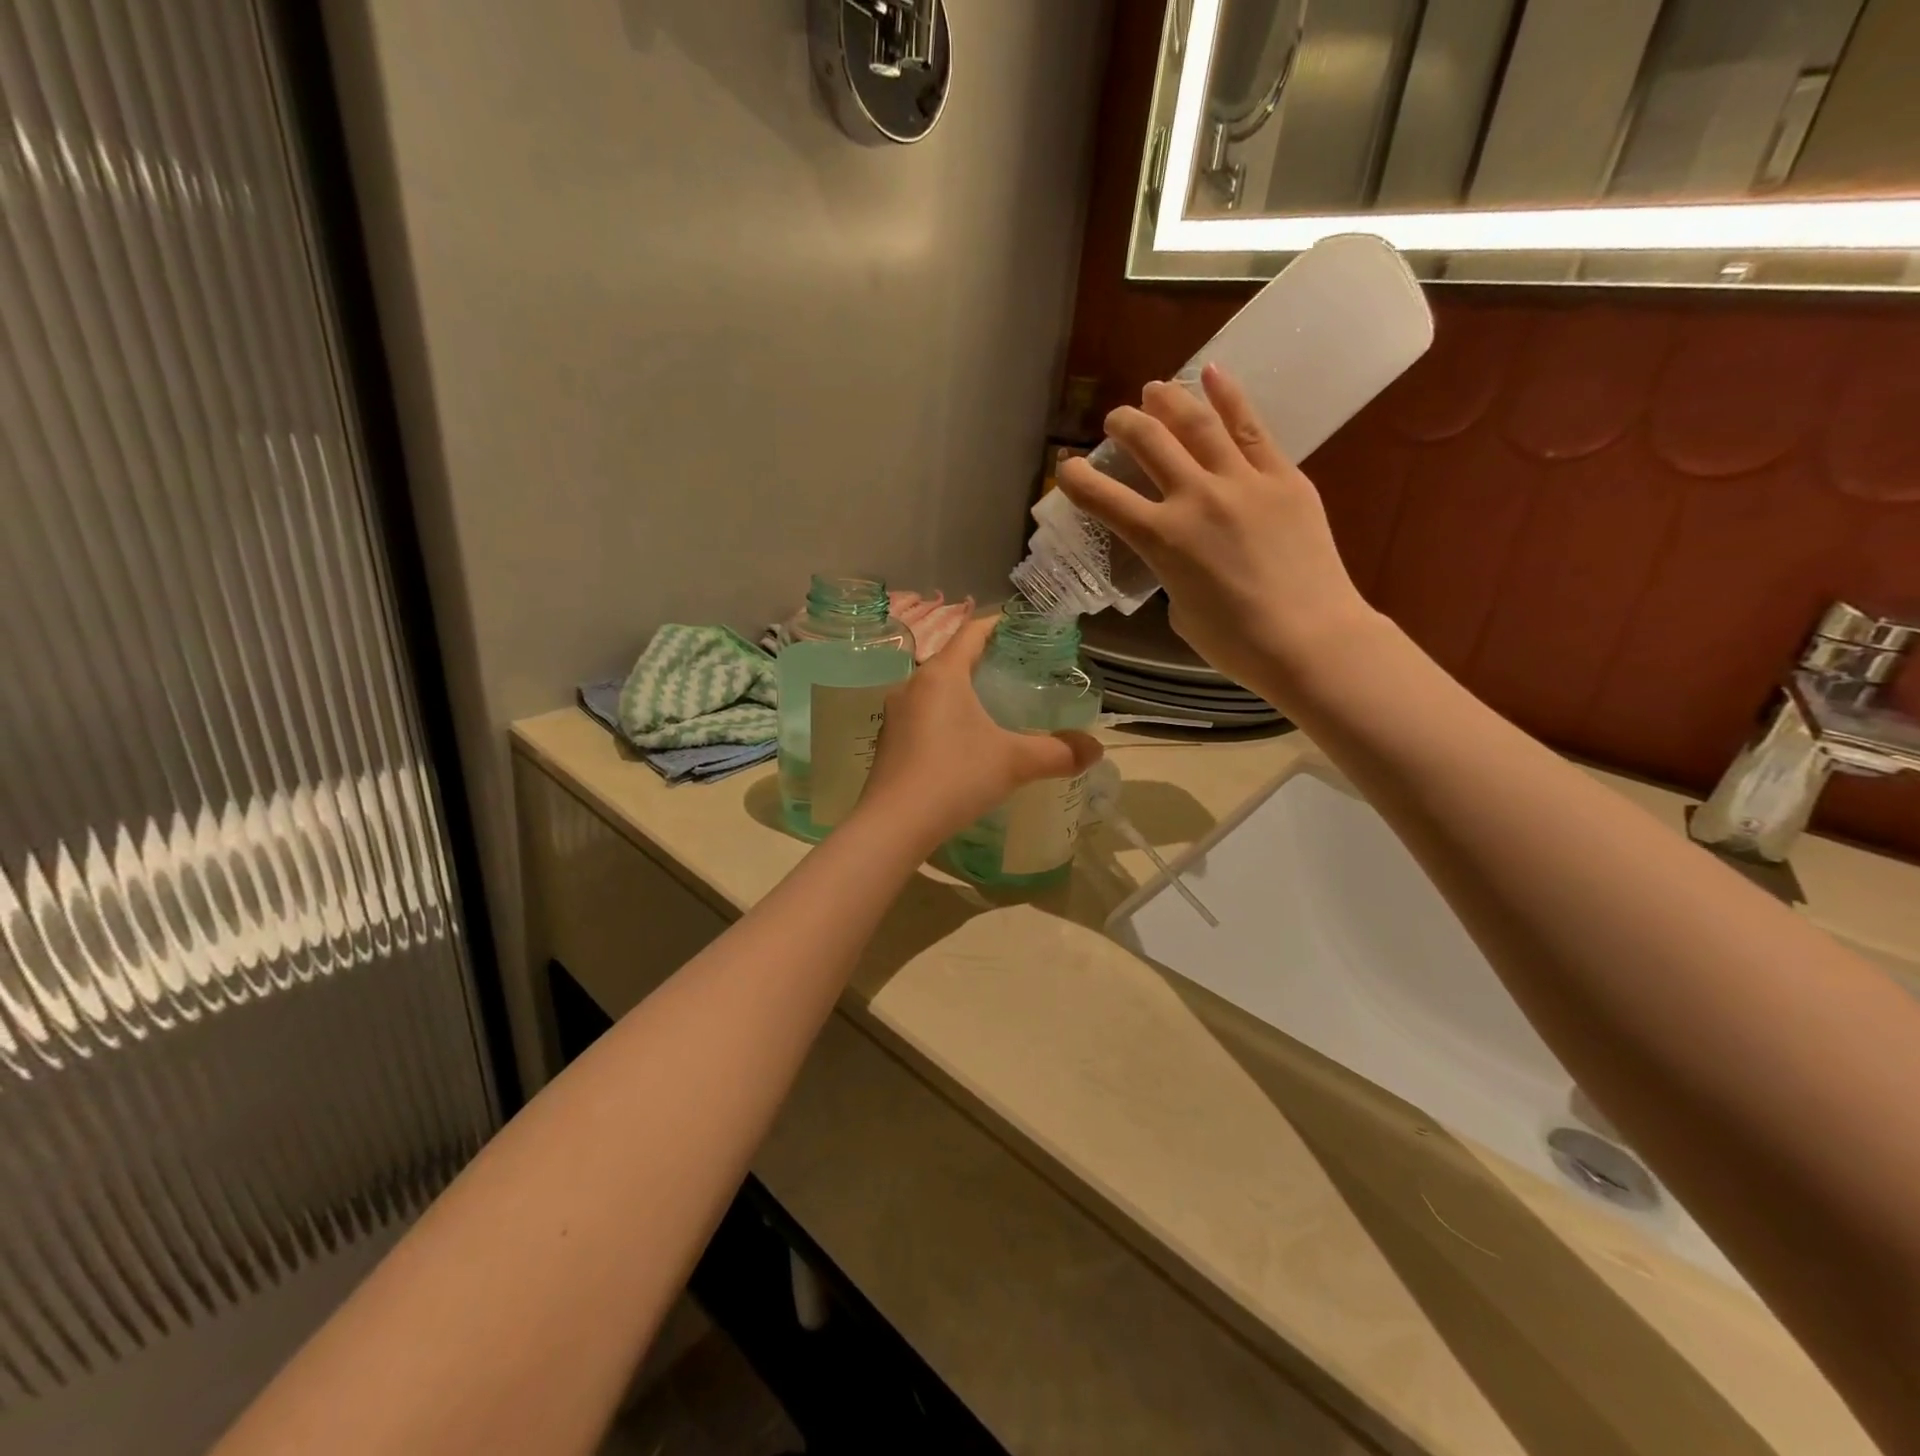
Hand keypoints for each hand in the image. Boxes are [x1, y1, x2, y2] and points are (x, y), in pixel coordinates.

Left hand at [855, 617, 1102, 852]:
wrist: (894, 825)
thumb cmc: (955, 777)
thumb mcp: (1014, 763)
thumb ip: (1058, 752)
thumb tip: (1097, 749)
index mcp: (941, 674)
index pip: (971, 631)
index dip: (998, 625)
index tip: (1022, 628)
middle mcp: (912, 685)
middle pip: (952, 659)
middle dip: (983, 661)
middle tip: (1016, 672)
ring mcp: (895, 715)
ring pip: (935, 689)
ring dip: (962, 692)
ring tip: (993, 706)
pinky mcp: (888, 742)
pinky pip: (922, 715)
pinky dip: (945, 717)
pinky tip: (962, 743)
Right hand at [1054, 365, 1383, 698]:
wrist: (1311, 640)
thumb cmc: (1237, 644)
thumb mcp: (1181, 612)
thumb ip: (1173, 572)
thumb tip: (1183, 553)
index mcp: (1162, 540)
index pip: (1104, 499)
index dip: (1076, 480)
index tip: (1066, 468)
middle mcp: (1195, 499)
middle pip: (1149, 443)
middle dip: (1124, 425)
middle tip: (1115, 420)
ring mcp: (1242, 482)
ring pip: (1197, 424)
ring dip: (1169, 400)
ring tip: (1155, 390)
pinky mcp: (1284, 477)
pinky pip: (1251, 428)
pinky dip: (1228, 396)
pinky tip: (1213, 374)